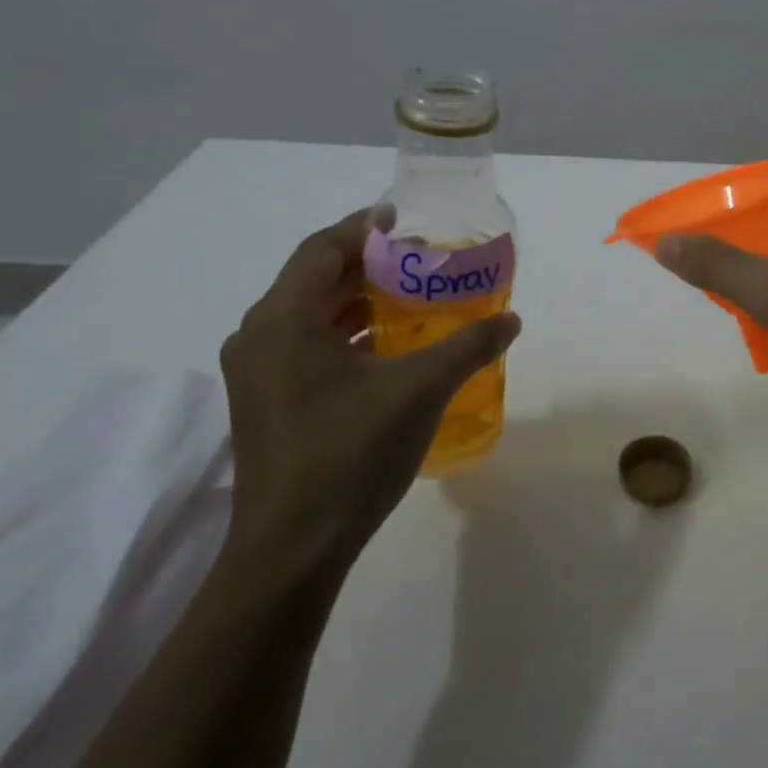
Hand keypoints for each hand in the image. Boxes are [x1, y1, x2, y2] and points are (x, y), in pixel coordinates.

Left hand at [219, 209, 521, 573]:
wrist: (293, 548)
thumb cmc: (351, 453)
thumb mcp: (420, 390)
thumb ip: (468, 346)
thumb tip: (510, 320)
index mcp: (283, 320)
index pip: (322, 250)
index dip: (364, 229)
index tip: (403, 219)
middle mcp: (259, 337)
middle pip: (313, 279)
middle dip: (366, 263)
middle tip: (417, 257)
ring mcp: (257, 374)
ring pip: (309, 315)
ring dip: (356, 299)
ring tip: (409, 295)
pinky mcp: (266, 402)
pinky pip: (305, 346)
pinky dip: (345, 333)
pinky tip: (386, 346)